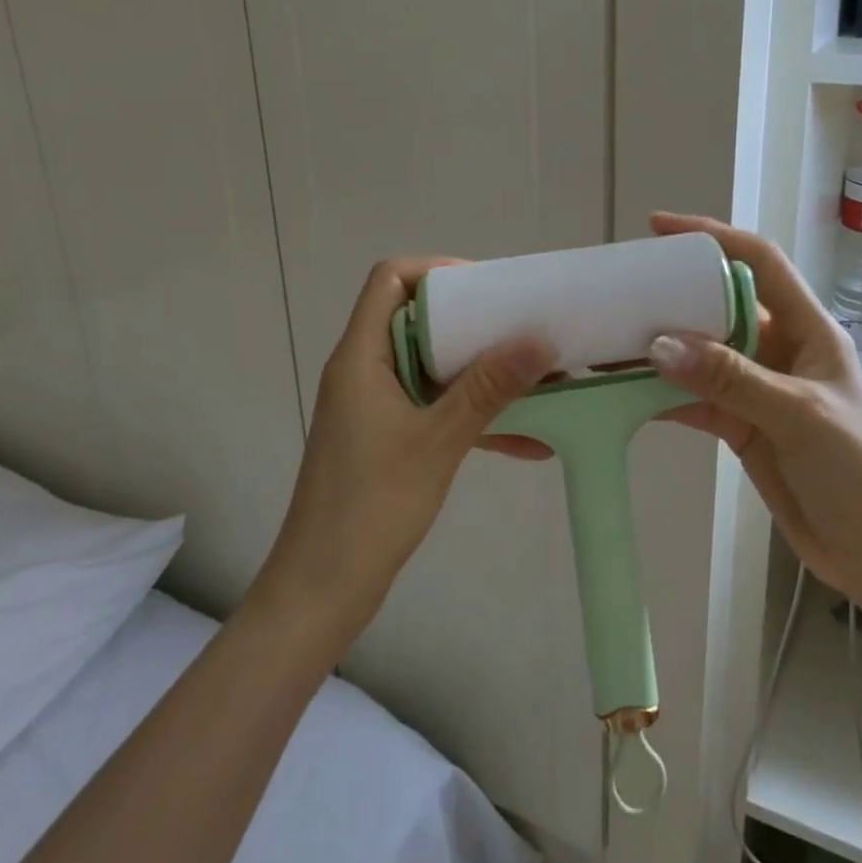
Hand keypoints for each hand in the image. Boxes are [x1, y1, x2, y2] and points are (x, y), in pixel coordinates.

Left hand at [251, 256, 554, 638]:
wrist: (323, 591)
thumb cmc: (371, 506)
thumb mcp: (438, 441)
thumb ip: (488, 387)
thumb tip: (538, 339)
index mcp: (362, 356)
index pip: (389, 280)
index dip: (436, 271)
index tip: (488, 289)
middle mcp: (365, 371)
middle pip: (419, 320)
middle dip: (475, 322)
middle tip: (524, 327)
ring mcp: (376, 407)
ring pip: (435, 368)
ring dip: (483, 373)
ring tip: (539, 378)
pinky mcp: (388, 440)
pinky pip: (437, 410)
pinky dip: (475, 417)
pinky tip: (530, 441)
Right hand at [647, 212, 861, 605]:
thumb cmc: (855, 470)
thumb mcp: (797, 414)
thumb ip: (730, 378)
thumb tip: (660, 345)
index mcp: (807, 329)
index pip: (759, 262)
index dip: (713, 237)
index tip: (661, 228)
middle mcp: (779, 348)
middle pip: (720, 305)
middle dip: (675, 294)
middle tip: (623, 288)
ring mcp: (757, 387)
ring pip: (702, 353)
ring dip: (662, 348)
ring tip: (612, 338)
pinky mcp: (740, 424)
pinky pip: (695, 396)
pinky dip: (663, 394)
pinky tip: (626, 392)